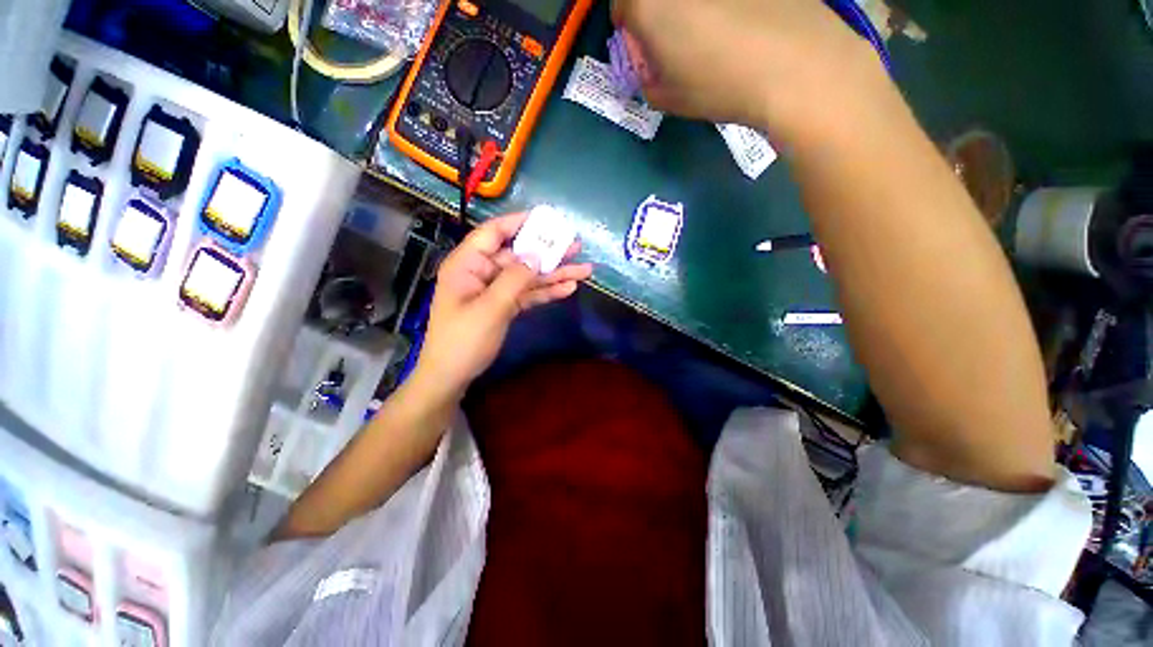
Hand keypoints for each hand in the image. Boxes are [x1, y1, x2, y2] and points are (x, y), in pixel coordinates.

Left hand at [413, 212, 592, 398]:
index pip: (494, 233)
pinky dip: (546, 292)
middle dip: (548, 252)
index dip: (520, 222)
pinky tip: (568, 289)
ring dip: (554, 274)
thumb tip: (537, 255)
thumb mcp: (490, 308)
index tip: (548, 219)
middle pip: (519, 256)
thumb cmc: (463, 340)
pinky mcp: (505, 306)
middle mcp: (483, 272)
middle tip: (576, 246)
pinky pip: (528, 294)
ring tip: (584, 270)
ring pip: (528, 276)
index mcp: (468, 264)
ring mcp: (495, 290)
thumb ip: (514, 279)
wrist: (453, 375)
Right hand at [612, 0, 884, 138]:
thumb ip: (649, 81)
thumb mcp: (670, 99)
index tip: (642, 45)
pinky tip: (741, 19)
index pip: (621, 5)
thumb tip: (652, 68)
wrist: (794, 64)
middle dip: (658, 13)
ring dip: (691, 8)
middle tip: (674, 37)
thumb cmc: (719, 85)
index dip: (628, 27)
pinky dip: (724, 5)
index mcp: (649, 3)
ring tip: (712, 29)